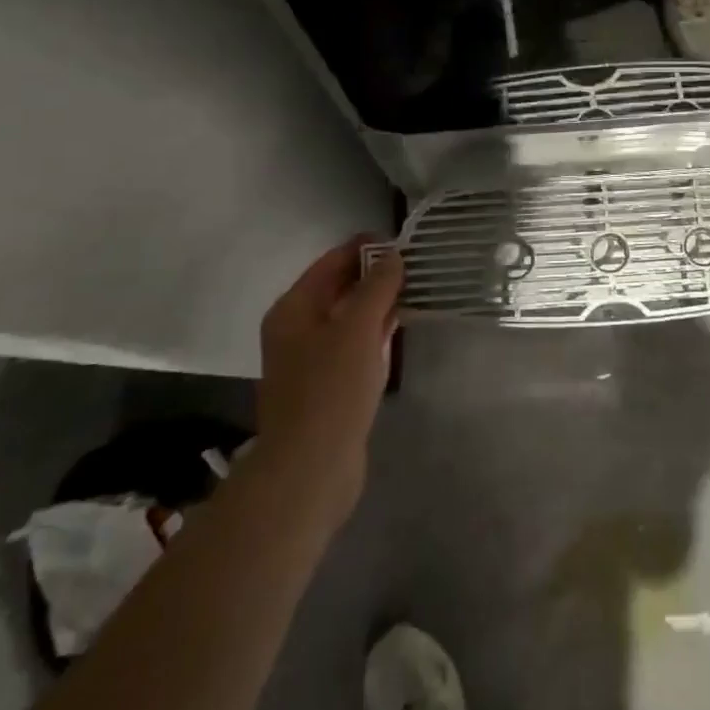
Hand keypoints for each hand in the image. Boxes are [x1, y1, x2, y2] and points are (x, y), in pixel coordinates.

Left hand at [256, 237, 402, 524]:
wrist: (311, 468)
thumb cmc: (331, 389)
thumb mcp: (358, 328)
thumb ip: (376, 287)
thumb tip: (392, 256)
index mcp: (294, 309)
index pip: (331, 262)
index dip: (364, 248)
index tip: (401, 240)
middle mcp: (297, 329)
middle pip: (339, 289)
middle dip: (374, 276)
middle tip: (415, 264)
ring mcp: (311, 360)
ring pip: (349, 319)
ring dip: (377, 304)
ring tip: (414, 290)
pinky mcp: (328, 386)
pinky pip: (354, 346)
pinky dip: (375, 334)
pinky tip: (399, 330)